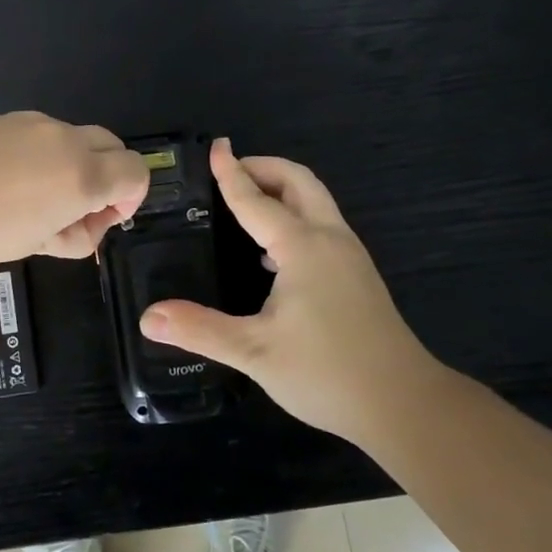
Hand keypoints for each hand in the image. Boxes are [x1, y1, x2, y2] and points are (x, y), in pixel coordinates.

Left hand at [0, 112, 150, 276]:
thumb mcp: (36, 245)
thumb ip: (76, 233)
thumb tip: (87, 222)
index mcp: (81, 173)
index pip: (136, 171)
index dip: (130, 197)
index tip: (103, 217)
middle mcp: (62, 138)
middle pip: (110, 144)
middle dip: (106, 173)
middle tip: (73, 206)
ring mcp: (27, 122)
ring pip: (68, 136)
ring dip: (68, 161)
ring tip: (29, 195)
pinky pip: (31, 132)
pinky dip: (32, 152)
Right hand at [139, 139, 440, 446]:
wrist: (403, 404)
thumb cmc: (327, 372)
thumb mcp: (255, 352)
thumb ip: (200, 329)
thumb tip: (148, 317)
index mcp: (303, 247)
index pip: (256, 199)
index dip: (231, 173)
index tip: (215, 147)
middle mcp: (329, 239)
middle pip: (299, 182)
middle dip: (264, 168)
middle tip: (229, 171)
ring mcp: (350, 256)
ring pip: (315, 202)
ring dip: (281, 190)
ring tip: (245, 203)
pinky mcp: (358, 276)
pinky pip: (322, 226)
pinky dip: (294, 216)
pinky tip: (271, 254)